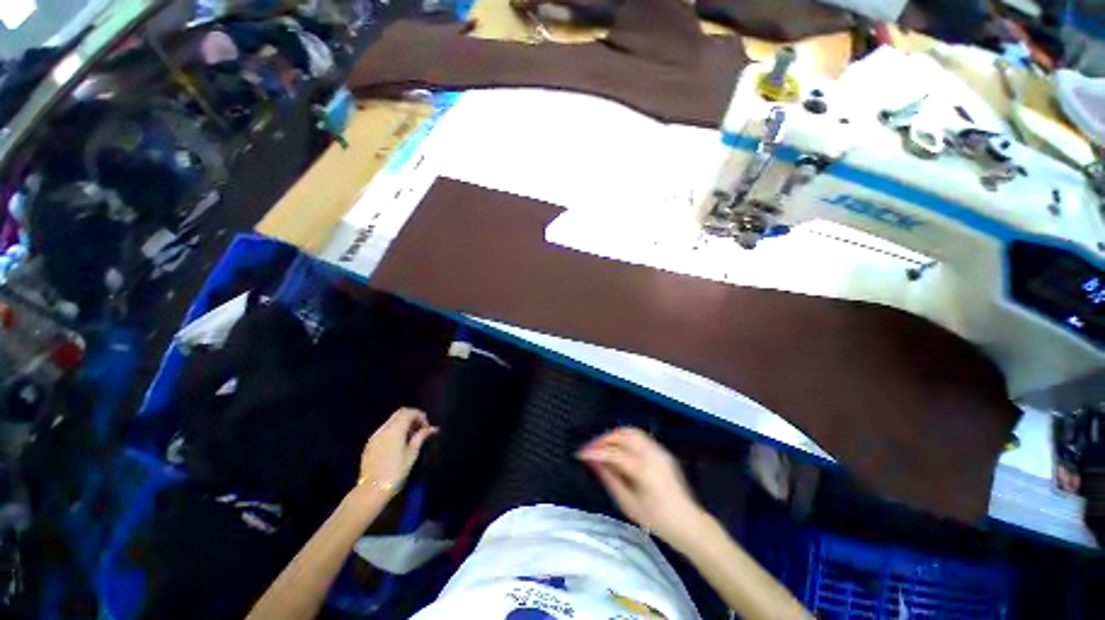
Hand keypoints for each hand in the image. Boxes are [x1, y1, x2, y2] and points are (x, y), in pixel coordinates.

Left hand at [358, 408, 437, 496]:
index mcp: (395, 429)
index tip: (426, 427)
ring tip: (410, 437)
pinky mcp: (369, 444)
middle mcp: (384, 429)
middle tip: (419, 429)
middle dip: (411, 417)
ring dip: (402, 423)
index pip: (409, 412)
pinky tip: (398, 443)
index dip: (420, 416)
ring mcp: (375, 436)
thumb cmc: (396, 472)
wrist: (372, 490)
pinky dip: (393, 430)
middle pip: (399, 413)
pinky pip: (384, 430)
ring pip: (391, 421)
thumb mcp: (412, 454)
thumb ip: (421, 437)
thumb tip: (433, 429)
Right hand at [578, 428, 705, 547]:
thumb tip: (593, 462)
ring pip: (631, 431)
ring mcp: (658, 449)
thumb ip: (609, 479)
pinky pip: (640, 436)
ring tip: (602, 446)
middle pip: (622, 435)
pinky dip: (625, 437)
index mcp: (642, 468)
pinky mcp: (662, 451)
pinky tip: (618, 448)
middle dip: (603, 439)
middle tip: (590, 449)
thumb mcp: (628, 503)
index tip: (580, 454)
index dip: (594, 451)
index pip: (613, 452)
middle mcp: (651, 453)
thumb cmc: (656, 519)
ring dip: (614, 435)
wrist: (687, 523)